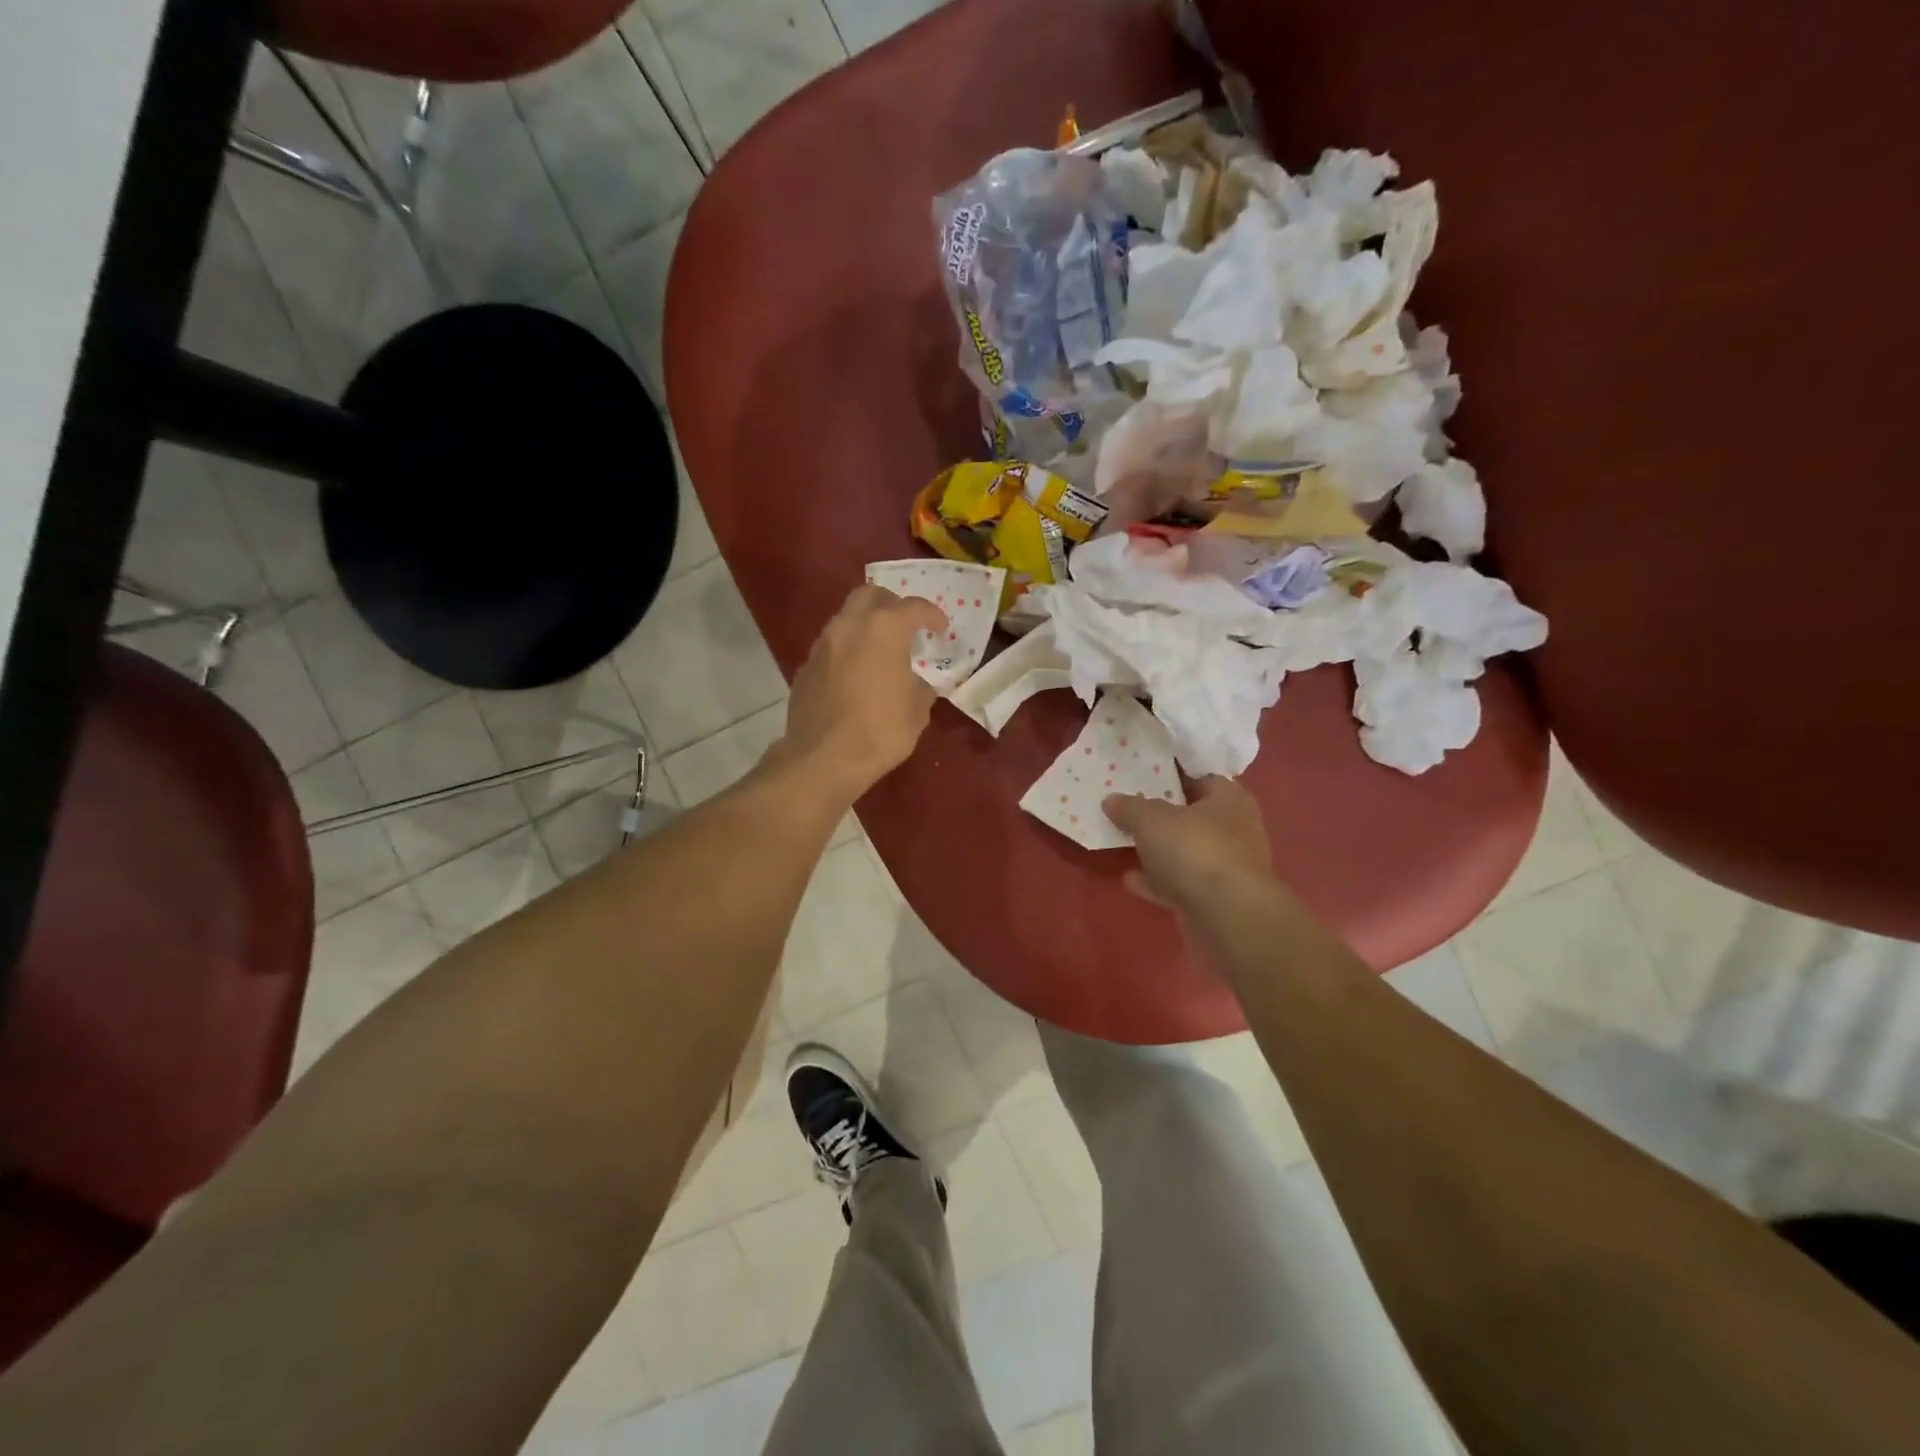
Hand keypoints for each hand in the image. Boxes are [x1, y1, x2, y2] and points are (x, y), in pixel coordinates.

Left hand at [776, 584, 947, 799]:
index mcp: (883, 629)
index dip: (931, 615)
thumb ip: (920, 689)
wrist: (822, 758)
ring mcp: (822, 645)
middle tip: (905, 625)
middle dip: (891, 604)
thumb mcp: (916, 713)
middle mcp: (849, 626)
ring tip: (880, 652)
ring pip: (846, 619)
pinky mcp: (805, 667)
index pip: (912, 607)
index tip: (941, 627)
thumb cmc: (880, 731)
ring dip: (865, 627)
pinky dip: (847, 651)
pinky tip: (856, 676)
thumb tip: (918, 686)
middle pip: (870, 595)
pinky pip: (831, 647)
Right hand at [1104, 775, 1272, 911]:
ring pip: (1187, 853)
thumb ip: (1130, 807)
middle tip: (1129, 809)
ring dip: (1160, 852)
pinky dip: (1158, 881)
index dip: (1174, 775)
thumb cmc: (1195, 850)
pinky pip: (1181, 884)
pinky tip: (1130, 880)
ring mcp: (1227, 868)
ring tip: (1125, 844)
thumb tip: (1111, 800)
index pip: (1202, 778)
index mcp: (1229, 800)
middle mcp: (1235, 831)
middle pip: (1194, 817)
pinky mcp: (1216, 900)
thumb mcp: (1151, 820)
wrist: (1227, 916)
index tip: (1144, 776)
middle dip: (1164, 816)